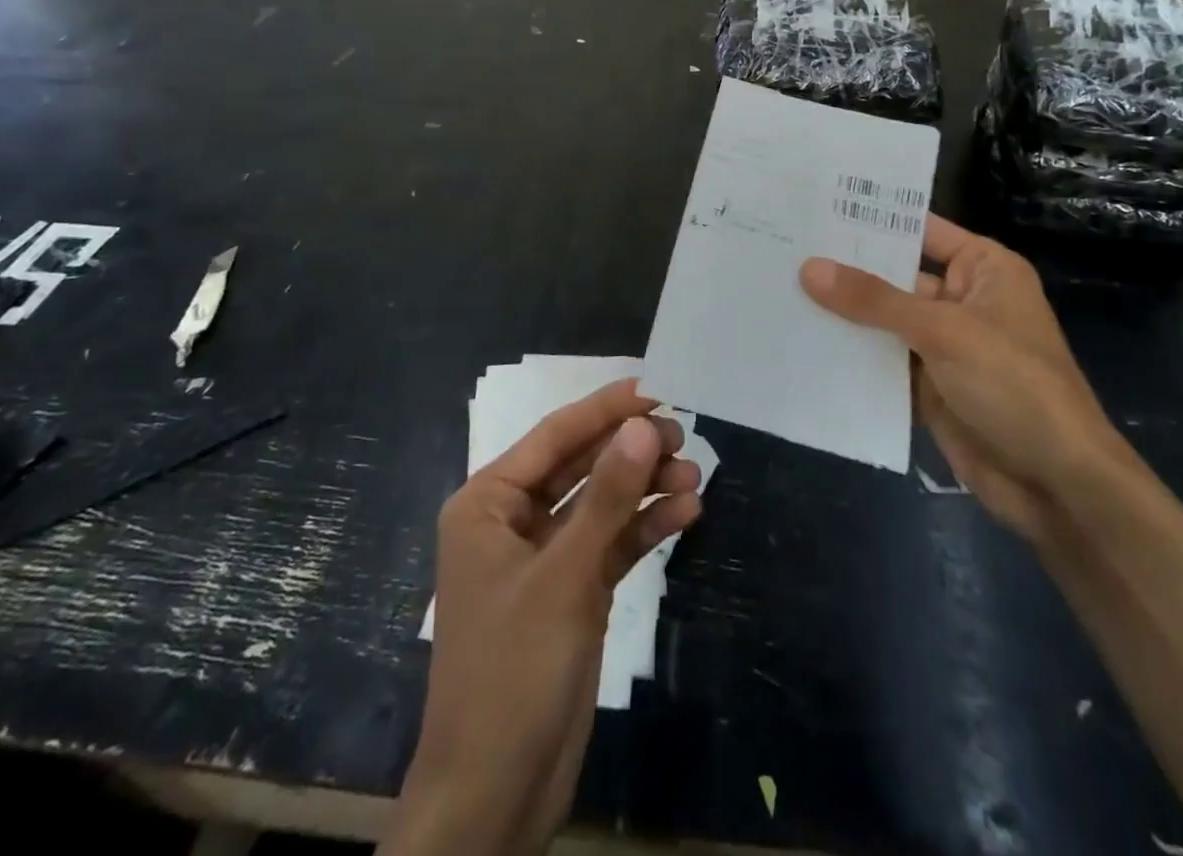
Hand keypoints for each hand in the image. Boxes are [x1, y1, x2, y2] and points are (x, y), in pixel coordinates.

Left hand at [389, 379, 702, 855]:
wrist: (496, 795)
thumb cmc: (513, 671)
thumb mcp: (563, 577)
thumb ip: (606, 498)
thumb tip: (643, 425)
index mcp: (489, 503)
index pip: (554, 436)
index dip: (604, 409)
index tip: (655, 387)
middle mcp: (514, 520)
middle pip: (581, 465)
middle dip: (631, 450)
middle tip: (683, 434)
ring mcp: (546, 557)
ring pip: (601, 504)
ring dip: (645, 488)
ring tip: (694, 475)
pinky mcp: (572, 591)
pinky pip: (611, 544)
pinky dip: (645, 527)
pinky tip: (686, 511)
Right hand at [801, 214, 1127, 540]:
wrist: (1057, 484)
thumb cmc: (1014, 385)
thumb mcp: (943, 331)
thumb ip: (875, 300)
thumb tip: (809, 268)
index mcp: (982, 269)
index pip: (920, 230)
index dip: (872, 220)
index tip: (815, 206)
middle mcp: (961, 299)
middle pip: (893, 276)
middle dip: (844, 269)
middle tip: (781, 248)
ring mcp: (943, 344)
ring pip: (882, 321)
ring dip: (841, 315)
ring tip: (777, 289)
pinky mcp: (928, 385)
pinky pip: (881, 361)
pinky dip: (850, 356)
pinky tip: (800, 342)